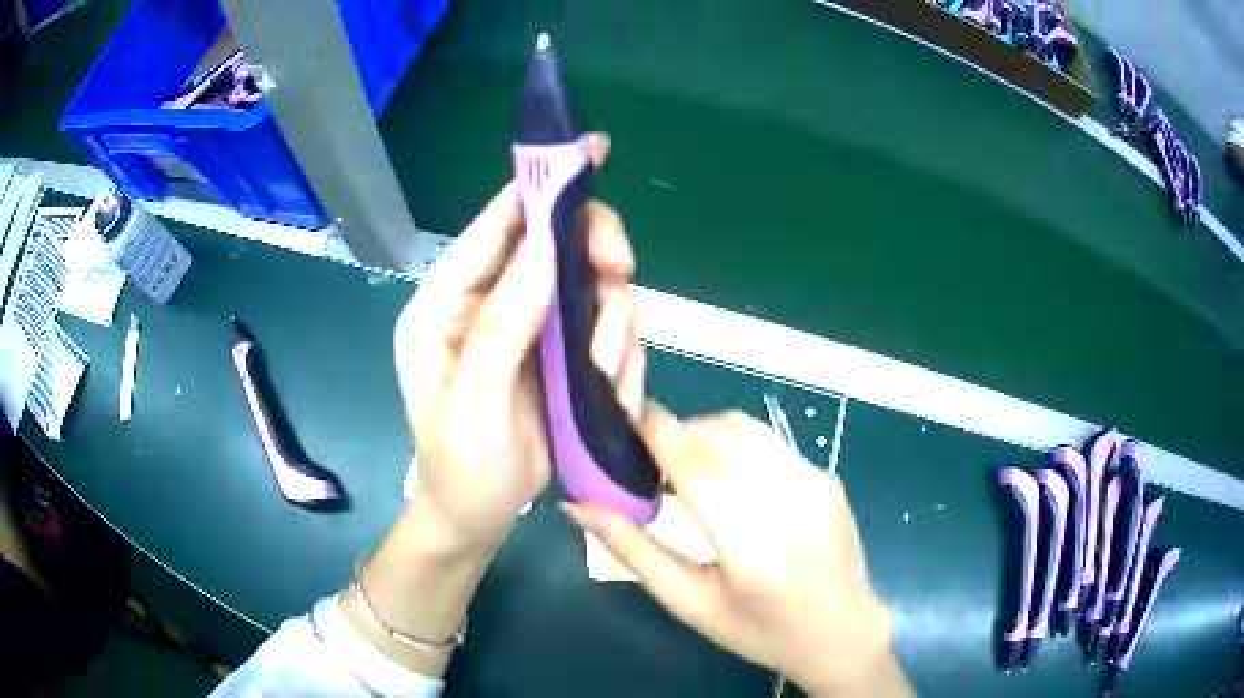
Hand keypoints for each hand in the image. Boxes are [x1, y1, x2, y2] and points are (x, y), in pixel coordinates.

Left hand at [345, 134, 647, 676]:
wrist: (478, 521)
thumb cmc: (459, 469)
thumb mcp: (471, 403)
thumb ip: (503, 324)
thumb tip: (547, 246)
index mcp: (446, 304)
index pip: (495, 227)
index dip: (539, 186)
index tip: (588, 155)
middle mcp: (490, 304)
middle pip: (556, 247)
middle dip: (594, 259)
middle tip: (620, 273)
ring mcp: (533, 331)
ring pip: (593, 292)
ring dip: (610, 327)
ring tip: (602, 376)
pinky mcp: (563, 358)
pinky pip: (608, 334)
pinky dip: (620, 358)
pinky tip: (608, 394)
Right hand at [565, 405, 912, 696]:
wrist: (841, 632)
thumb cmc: (759, 632)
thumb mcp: (690, 604)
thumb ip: (634, 551)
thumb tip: (578, 506)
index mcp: (756, 555)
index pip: (700, 470)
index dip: (659, 434)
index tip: (625, 418)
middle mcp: (794, 510)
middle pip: (720, 438)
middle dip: (677, 433)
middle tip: (650, 458)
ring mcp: (819, 487)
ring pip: (745, 429)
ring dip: (705, 434)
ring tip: (687, 467)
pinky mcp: (829, 478)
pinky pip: (770, 441)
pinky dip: (736, 444)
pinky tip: (729, 476)